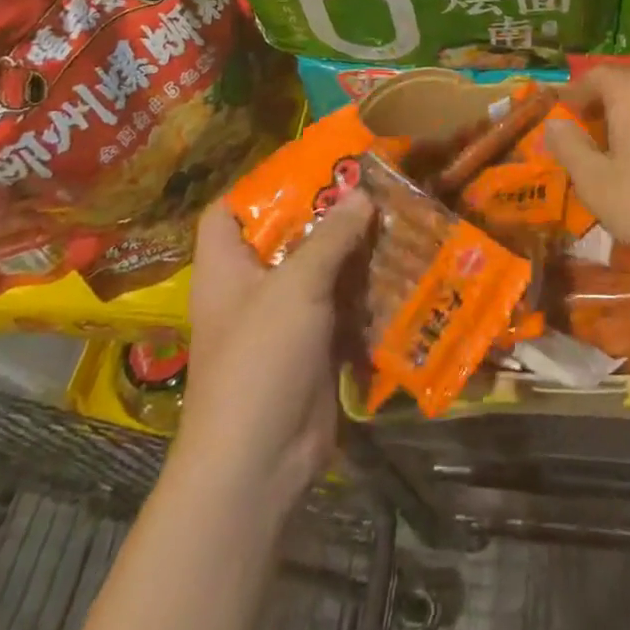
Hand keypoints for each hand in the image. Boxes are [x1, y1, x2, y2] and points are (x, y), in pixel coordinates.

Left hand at [179, 192, 373, 513]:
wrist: (259, 464)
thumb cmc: (260, 360)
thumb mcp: (296, 286)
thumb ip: (332, 236)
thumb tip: (362, 193)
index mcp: (227, 267)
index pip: (229, 210)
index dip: (261, 184)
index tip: (310, 165)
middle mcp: (252, 287)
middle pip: (288, 235)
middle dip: (329, 212)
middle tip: (373, 183)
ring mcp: (285, 319)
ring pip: (322, 269)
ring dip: (356, 249)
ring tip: (397, 215)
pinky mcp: (315, 346)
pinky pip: (343, 305)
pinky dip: (368, 288)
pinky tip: (402, 266)